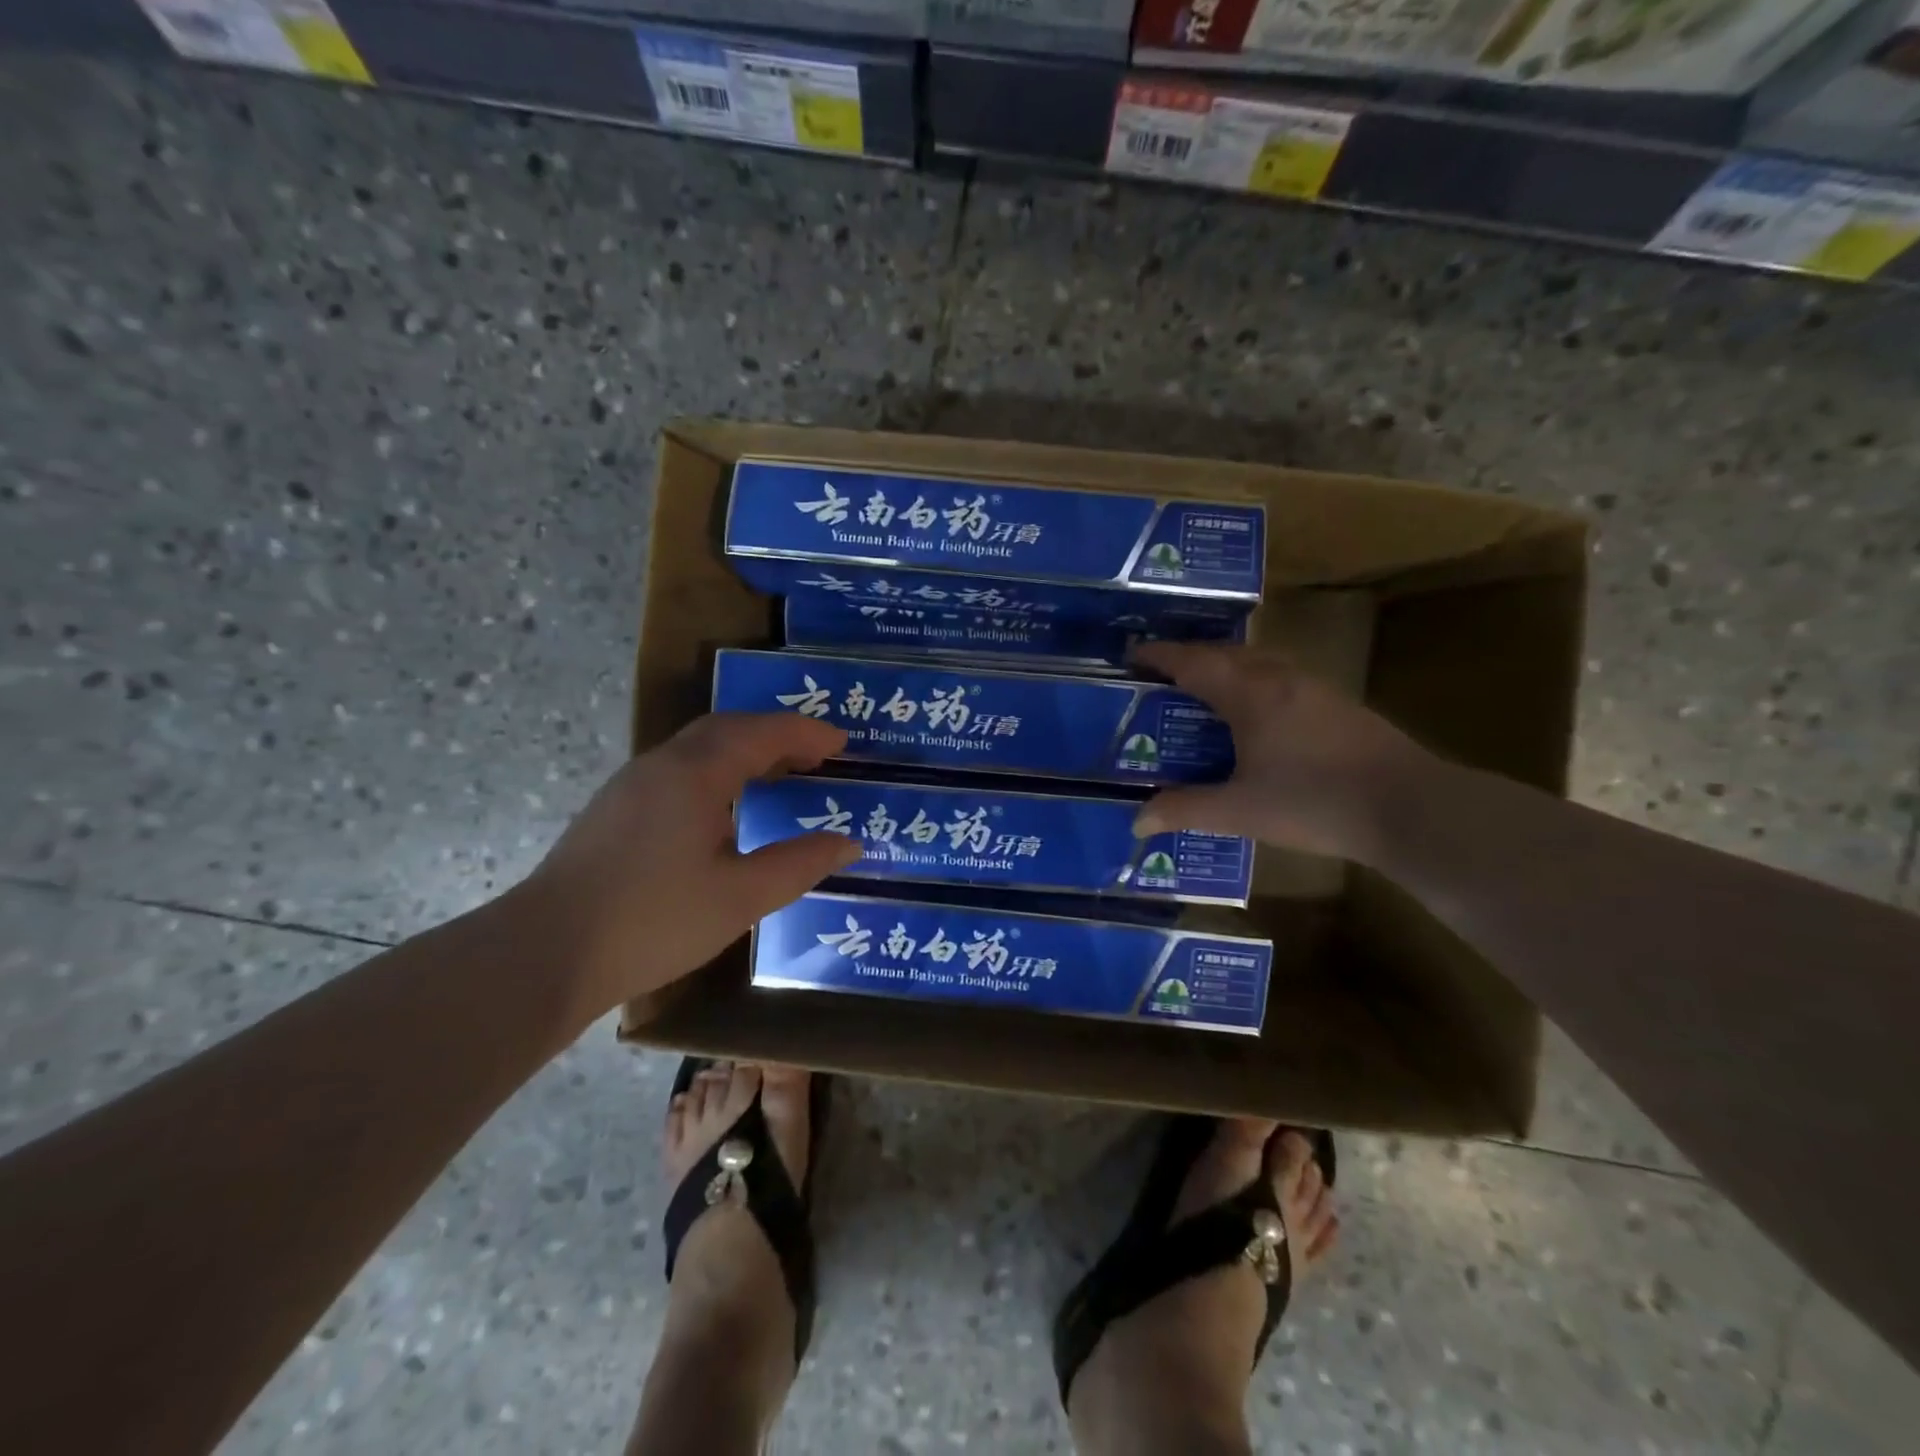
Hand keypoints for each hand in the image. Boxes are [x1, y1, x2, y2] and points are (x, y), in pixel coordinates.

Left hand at [518, 713, 861, 1019]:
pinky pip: (678, 770)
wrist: (545, 954)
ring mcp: (630, 786)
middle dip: (777, 735)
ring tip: (779, 776)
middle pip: (727, 729)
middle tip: (817, 756)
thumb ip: (799, 864)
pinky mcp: (613, 810)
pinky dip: (717, 771)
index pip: (761, 734)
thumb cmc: (654, 921)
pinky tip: (725, 808)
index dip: (806, 734)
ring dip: (745, 751)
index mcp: (696, 774)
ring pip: (698, 748)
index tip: (843, 743)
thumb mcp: (741, 897)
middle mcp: (661, 765)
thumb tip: (849, 843)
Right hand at [1131, 643, 1435, 861]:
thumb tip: (1136, 821)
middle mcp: (1280, 678)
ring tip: (1203, 692)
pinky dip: (1253, 683)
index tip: (1131, 656)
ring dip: (1226, 667)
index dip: (1159, 656)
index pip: (1193, 661)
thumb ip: (1185, 810)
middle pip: (1226, 653)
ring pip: (1258, 662)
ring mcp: (1314, 688)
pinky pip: (1281, 678)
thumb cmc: (1314, 803)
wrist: (1409, 807)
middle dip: (1190, 658)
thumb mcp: (1240, 811)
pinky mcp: (1337, 705)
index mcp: (1250, 694)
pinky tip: (1255, 716)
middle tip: (1161, 677)